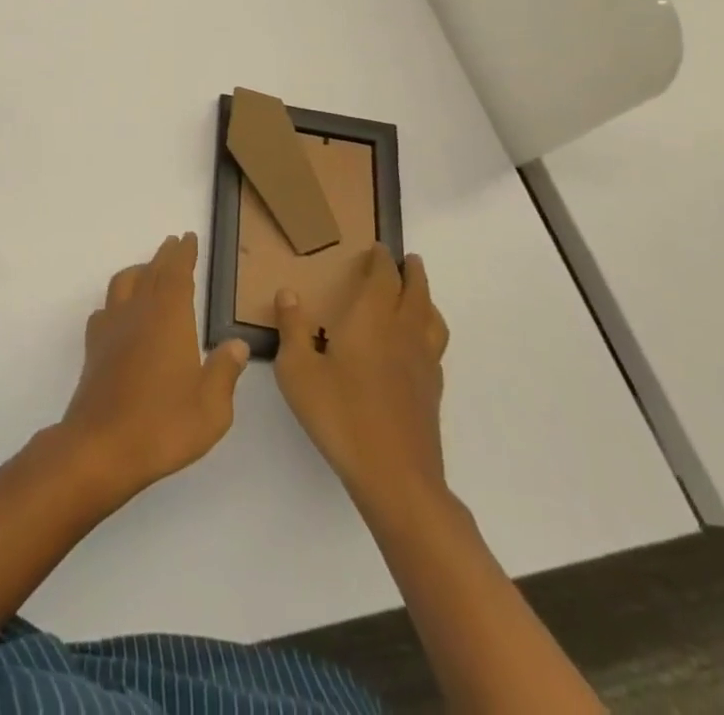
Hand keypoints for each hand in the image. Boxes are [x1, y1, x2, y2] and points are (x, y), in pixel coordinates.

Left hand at [57, 233, 249, 501]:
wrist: (102, 444)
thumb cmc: (163, 425)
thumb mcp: (211, 408)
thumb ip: (224, 371)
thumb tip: (236, 344)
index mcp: (169, 318)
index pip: (177, 273)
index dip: (183, 254)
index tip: (188, 238)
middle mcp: (138, 312)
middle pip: (151, 272)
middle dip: (164, 256)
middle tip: (174, 244)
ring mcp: (111, 327)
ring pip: (124, 283)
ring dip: (140, 271)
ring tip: (150, 271)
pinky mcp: (94, 346)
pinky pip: (106, 308)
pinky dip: (118, 300)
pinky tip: (122, 313)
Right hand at [274, 247, 450, 521]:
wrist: (395, 476)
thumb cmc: (339, 415)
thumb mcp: (298, 370)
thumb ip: (292, 329)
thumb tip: (288, 292)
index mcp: (371, 322)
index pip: (383, 280)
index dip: (381, 261)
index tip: (378, 248)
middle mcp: (402, 335)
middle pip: (416, 294)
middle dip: (412, 273)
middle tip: (409, 259)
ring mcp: (422, 365)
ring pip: (432, 320)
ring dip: (427, 300)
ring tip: (420, 294)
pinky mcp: (431, 392)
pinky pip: (435, 347)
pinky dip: (430, 331)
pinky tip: (418, 345)